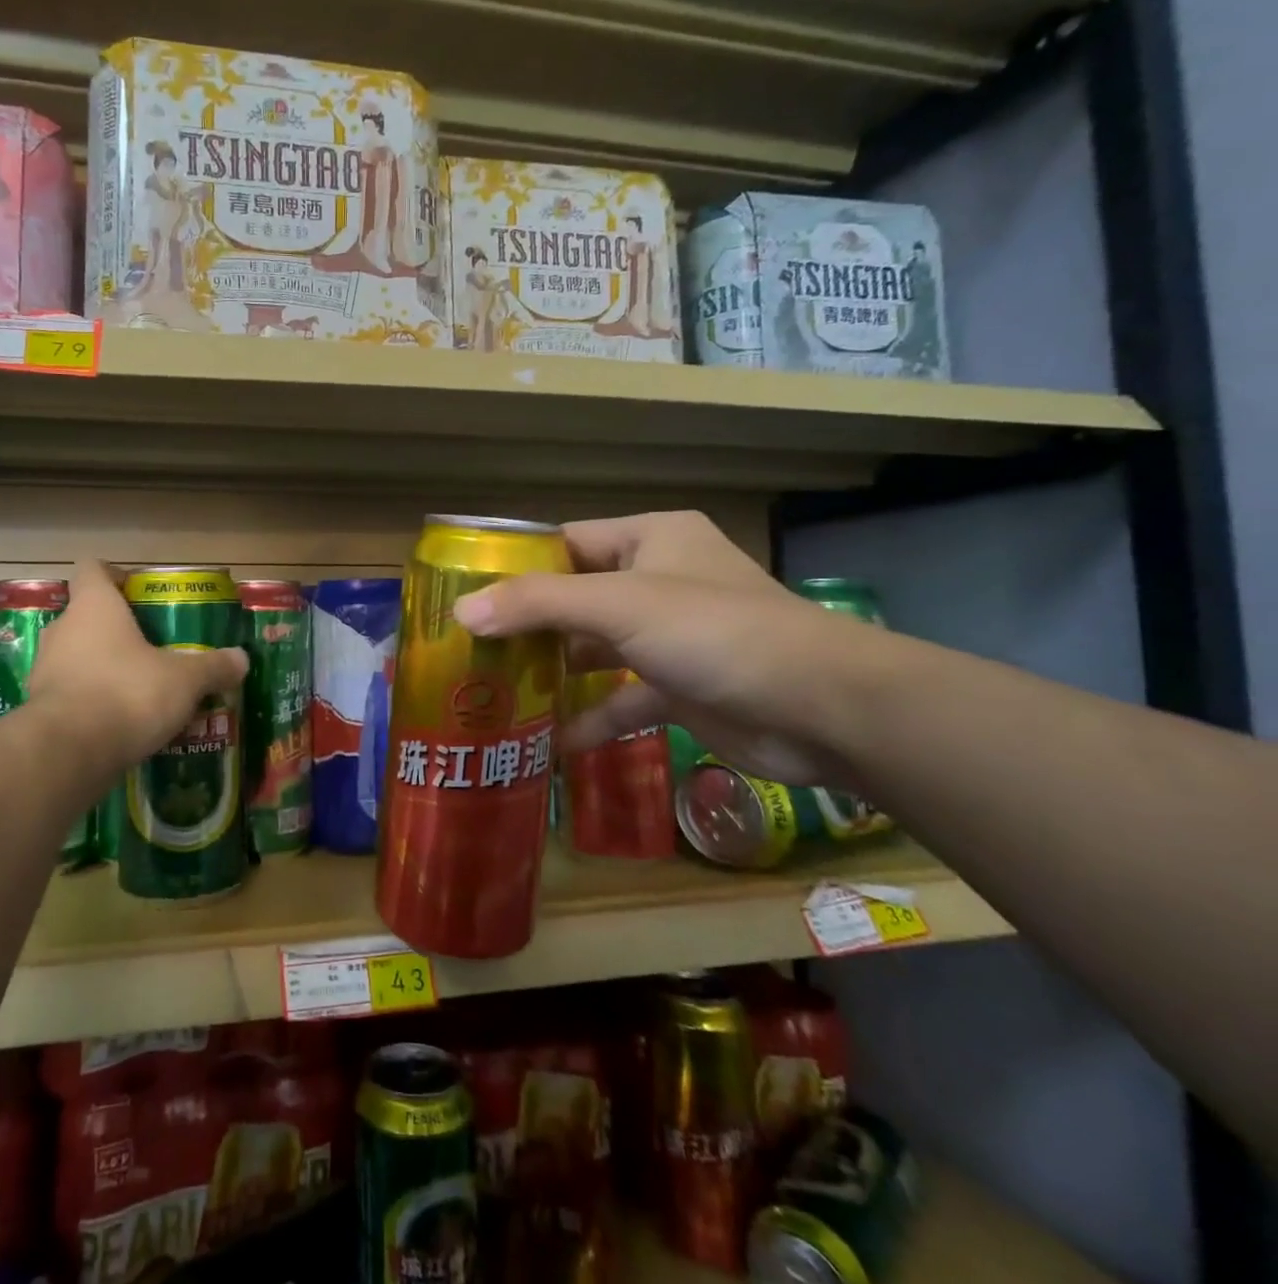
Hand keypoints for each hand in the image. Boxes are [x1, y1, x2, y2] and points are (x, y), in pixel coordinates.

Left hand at [26, 560, 248, 767]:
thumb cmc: (128, 693)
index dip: (114, 575)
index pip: (92, 569)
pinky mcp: (39, 709)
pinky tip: (120, 723)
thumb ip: (213, 667)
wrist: (68, 754)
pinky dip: (91, 703)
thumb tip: (241, 659)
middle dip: (117, 630)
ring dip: (103, 668)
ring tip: (140, 689)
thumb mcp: (185, 680)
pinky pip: (71, 695)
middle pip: (87, 616)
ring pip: (77, 657)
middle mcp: (63, 630)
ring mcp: (44, 670)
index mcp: (95, 607)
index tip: (138, 592)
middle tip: (152, 648)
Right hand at [451, 512, 876, 786]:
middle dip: (528, 626)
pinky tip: (553, 744)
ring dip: (556, 673)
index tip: (467, 593)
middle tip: (472, 650)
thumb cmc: (715, 632)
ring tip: (498, 694)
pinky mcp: (682, 686)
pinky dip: (593, 717)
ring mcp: (671, 636)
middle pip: (576, 598)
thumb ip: (538, 604)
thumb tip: (461, 611)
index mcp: (650, 539)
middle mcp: (658, 580)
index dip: (517, 565)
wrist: (822, 709)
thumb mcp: (619, 606)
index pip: (566, 542)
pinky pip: (623, 697)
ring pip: (596, 649)